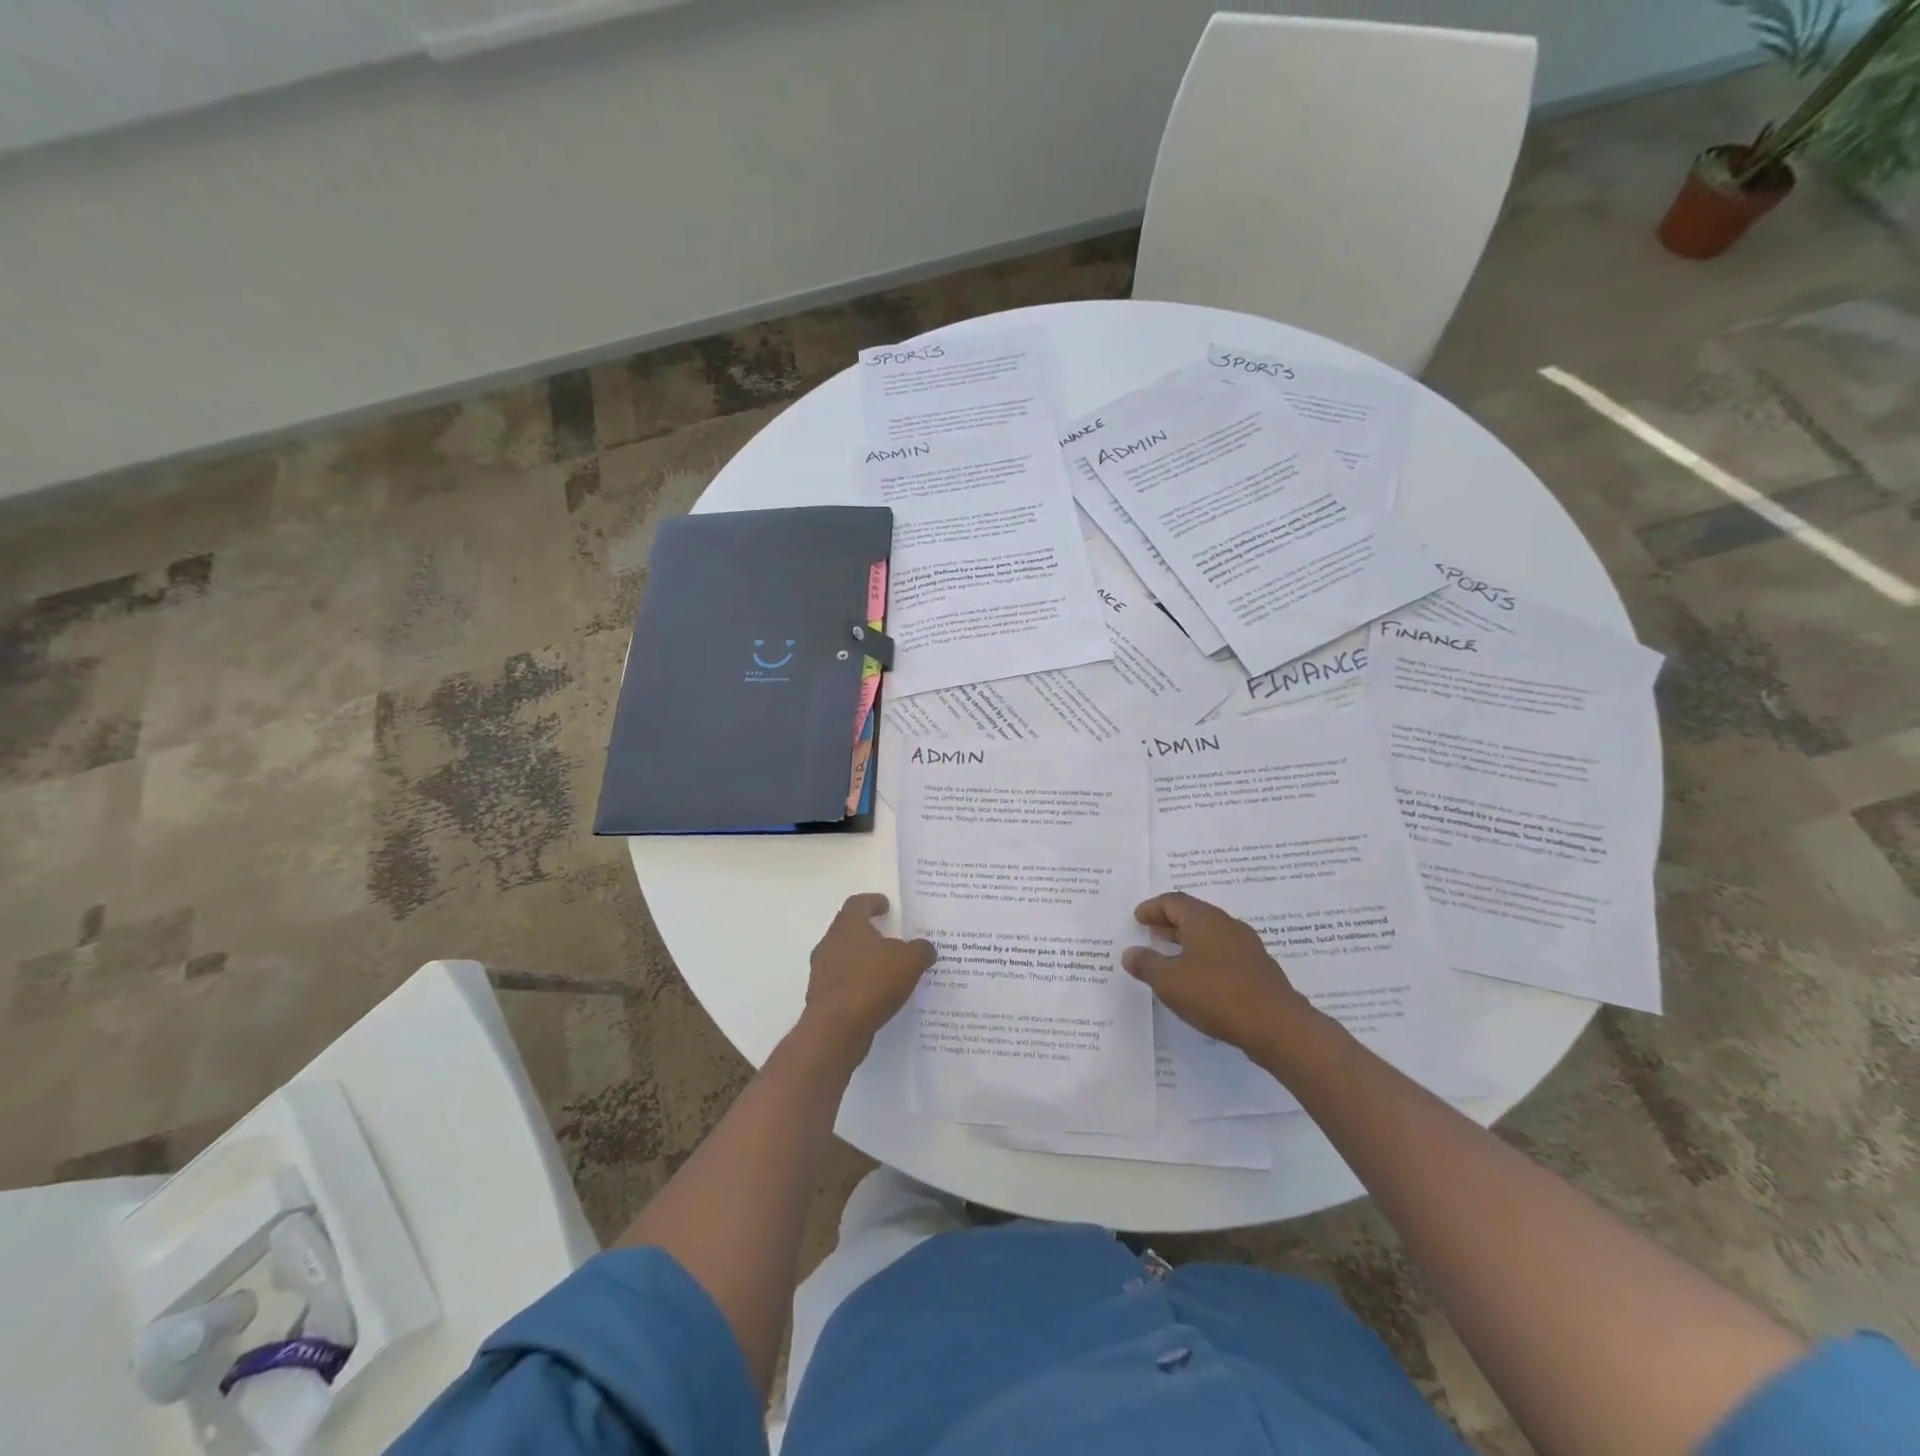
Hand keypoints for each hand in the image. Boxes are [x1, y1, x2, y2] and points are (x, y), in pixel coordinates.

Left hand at [802, 893, 936, 1055]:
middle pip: (847, 929)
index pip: (858, 903)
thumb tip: (925, 947)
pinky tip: (875, 995)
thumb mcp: (909, 962)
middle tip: (888, 936)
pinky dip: (857, 983)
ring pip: (843, 956)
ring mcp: (821, 971)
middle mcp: (830, 943)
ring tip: (885, 969)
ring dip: (862, 959)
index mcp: (849, 926)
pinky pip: (842, 982)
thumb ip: (920, 950)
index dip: (873, 902)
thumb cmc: (872, 982)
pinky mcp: (821, 997)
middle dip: (867, 931)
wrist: (836, 1028)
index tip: (885, 906)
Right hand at [1122, 893, 1317, 1059]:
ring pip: (1210, 934)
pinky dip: (1206, 956)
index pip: (1173, 901)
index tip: (1138, 918)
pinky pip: (1224, 952)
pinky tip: (1199, 978)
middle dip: (1170, 922)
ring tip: (1171, 955)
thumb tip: (1130, 953)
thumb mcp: (1169, 982)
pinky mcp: (1259, 968)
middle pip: (1193, 914)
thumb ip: (1147, 964)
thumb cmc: (1216, 995)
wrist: (1278, 1026)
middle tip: (1150, 932)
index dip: (1152, 908)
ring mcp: (1247, 946)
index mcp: (1204, 919)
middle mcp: (1226, 924)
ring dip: (1188, 940)